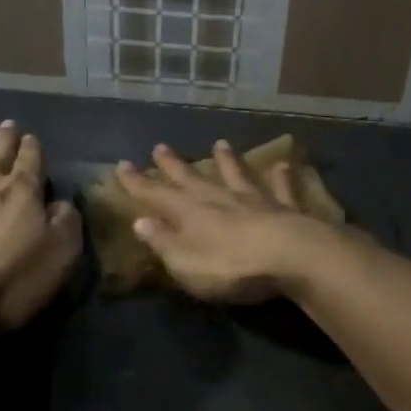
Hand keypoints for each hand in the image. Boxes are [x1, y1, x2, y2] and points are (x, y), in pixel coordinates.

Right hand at [114, 141, 331, 303]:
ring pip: (236, 174)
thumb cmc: (230, 267)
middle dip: (174, 165)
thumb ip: (163, 242)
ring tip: (220, 143)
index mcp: (190, 214)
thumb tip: (140, 222)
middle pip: (192, 178)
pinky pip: (281, 188)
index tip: (122, 165)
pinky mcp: (285, 208)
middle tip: (160, 147)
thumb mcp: (185, 263)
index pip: (156, 195)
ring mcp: (254, 200)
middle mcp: (219, 199)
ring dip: (226, 160)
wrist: (289, 257)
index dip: (138, 182)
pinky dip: (281, 176)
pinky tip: (283, 163)